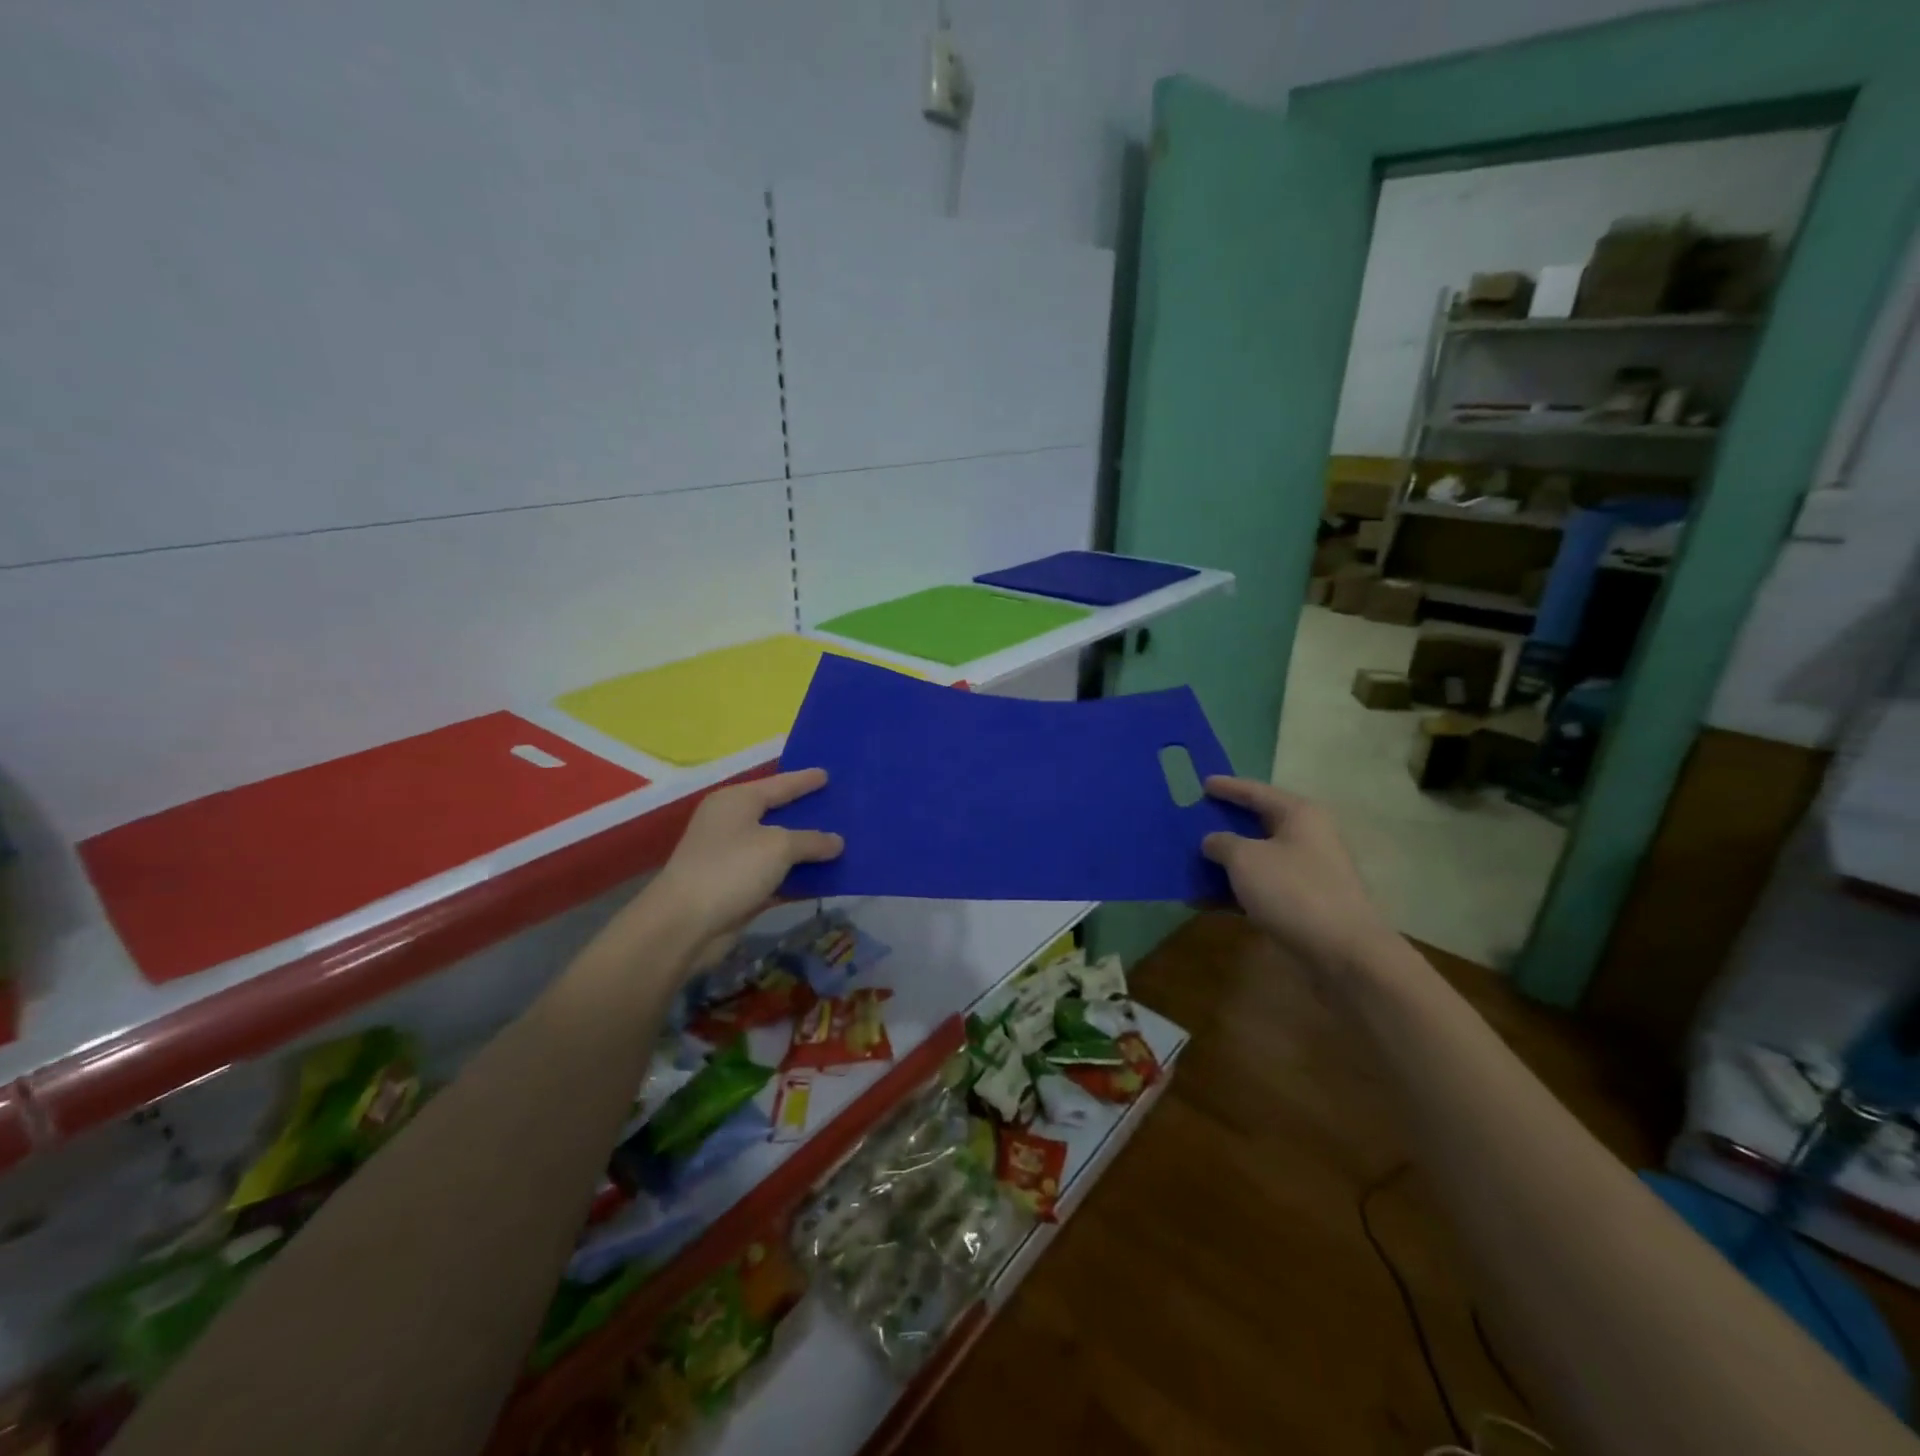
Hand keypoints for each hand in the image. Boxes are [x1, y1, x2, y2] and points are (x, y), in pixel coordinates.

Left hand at [645, 769, 843, 944]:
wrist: (684, 924)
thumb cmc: (731, 869)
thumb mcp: (778, 847)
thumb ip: (812, 841)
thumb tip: (837, 842)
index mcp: (737, 801)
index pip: (779, 784)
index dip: (804, 780)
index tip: (828, 774)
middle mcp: (732, 824)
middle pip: (779, 814)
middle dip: (809, 814)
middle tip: (841, 807)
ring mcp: (734, 858)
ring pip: (780, 849)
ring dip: (807, 850)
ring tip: (842, 843)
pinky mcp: (738, 889)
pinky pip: (777, 876)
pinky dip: (799, 877)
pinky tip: (827, 878)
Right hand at [1201, 776, 1396, 977]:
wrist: (1342, 953)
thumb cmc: (1293, 891)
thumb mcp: (1245, 859)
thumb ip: (1222, 843)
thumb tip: (1213, 841)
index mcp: (1299, 815)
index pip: (1256, 792)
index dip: (1228, 787)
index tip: (1203, 783)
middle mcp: (1306, 838)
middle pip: (1258, 824)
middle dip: (1225, 824)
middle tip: (1194, 819)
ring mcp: (1306, 872)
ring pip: (1257, 858)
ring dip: (1226, 861)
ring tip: (1192, 860)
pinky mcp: (1302, 903)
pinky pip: (1260, 887)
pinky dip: (1234, 889)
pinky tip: (1206, 898)